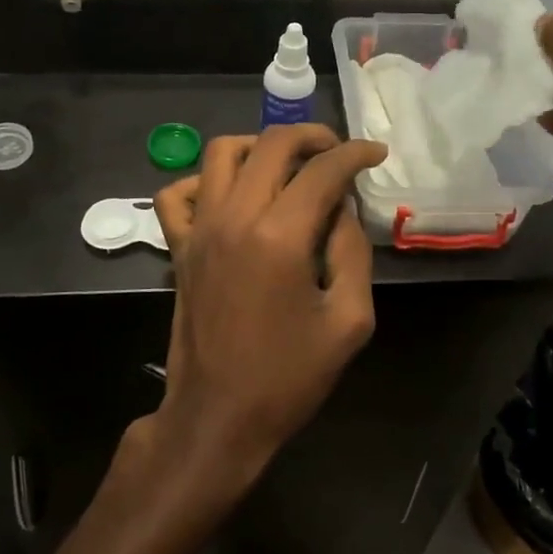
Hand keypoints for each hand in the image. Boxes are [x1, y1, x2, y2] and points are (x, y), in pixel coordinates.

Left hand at [147, 125, 387, 495]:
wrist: (218, 417)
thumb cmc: (289, 376)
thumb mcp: (349, 320)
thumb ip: (352, 252)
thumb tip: (341, 208)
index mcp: (279, 237)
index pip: (322, 170)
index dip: (355, 154)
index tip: (375, 153)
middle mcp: (234, 218)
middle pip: (271, 145)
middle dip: (311, 136)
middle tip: (337, 152)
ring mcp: (199, 230)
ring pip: (221, 153)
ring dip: (259, 146)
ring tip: (287, 164)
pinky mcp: (179, 248)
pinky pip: (177, 194)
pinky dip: (203, 180)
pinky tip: (230, 194)